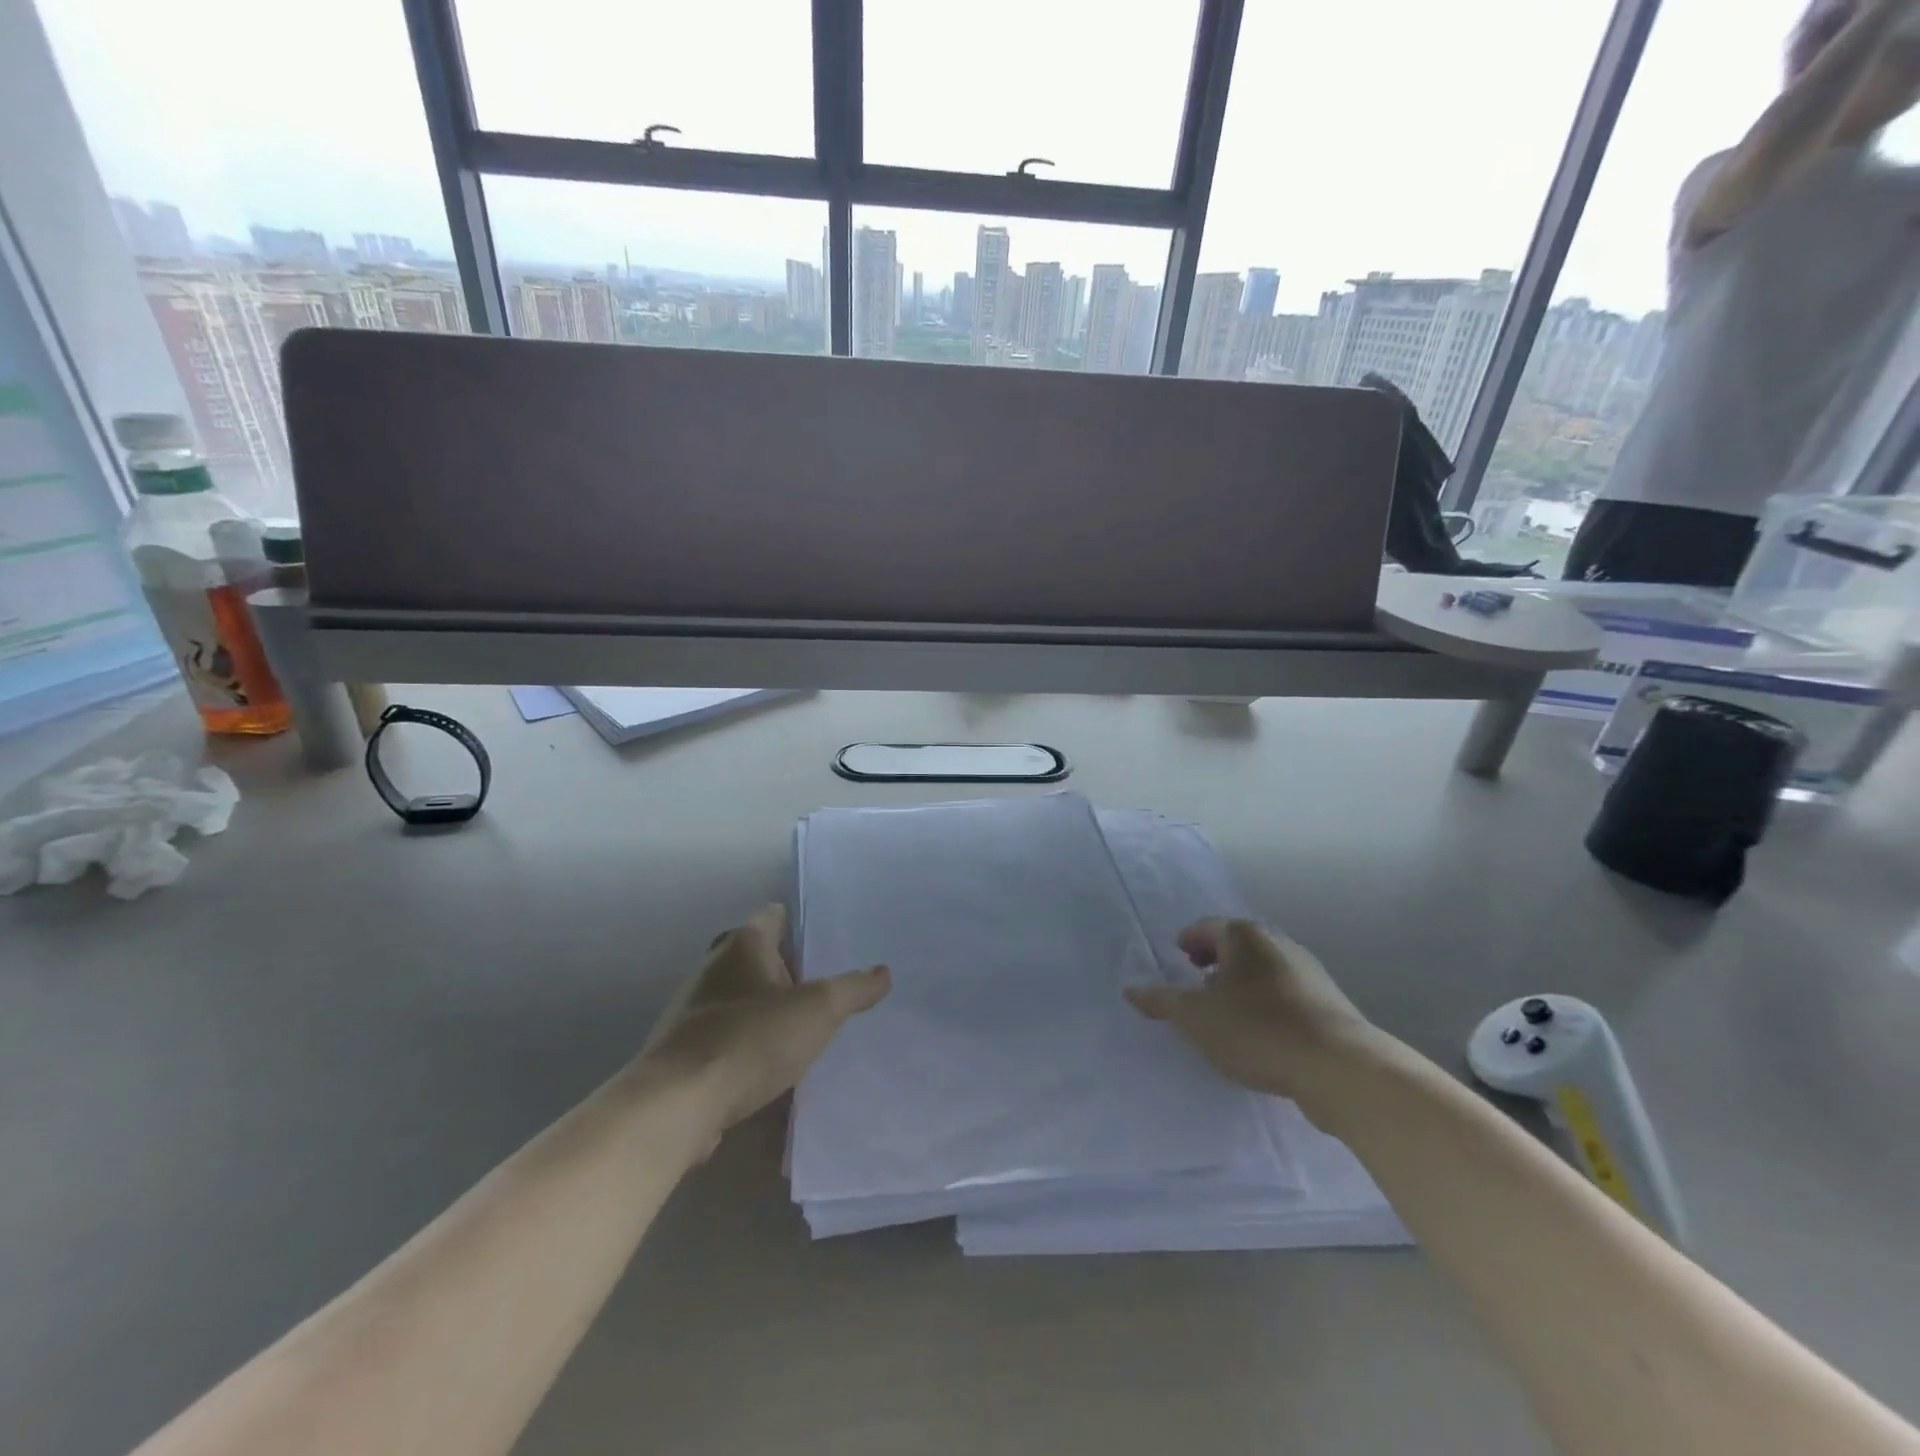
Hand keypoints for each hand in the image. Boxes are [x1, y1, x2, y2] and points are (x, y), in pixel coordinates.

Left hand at [639, 904, 889, 1129]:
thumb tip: (883, 973)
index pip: (774, 916)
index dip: (799, 923)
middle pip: (754, 955)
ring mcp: (692, 1008)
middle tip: (821, 986)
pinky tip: (767, 1064)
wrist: (677, 1104)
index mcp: (743, 944)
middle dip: (785, 968)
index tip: (826, 940)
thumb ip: (853, 989)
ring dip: (764, 1007)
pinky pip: (723, 1033)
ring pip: (737, 995)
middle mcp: (712, 966)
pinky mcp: (682, 1049)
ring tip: (800, 1027)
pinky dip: (744, 1041)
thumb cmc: (752, 1039)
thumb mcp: (818, 1010)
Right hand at [1124, 918, 1371, 1110]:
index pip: (1207, 927)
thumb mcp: (1195, 1016)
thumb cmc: (1256, 1028)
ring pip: (1262, 971)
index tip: (1178, 955)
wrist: (1338, 1068)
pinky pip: (1284, 996)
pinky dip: (1265, 1004)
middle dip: (1215, 960)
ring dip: (1241, 984)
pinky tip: (1259, 1033)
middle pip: (1237, 946)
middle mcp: (1277, 944)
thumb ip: (1161, 1000)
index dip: (1189, 940)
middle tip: (1196, 980)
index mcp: (1244, 936)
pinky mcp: (1329, 1006)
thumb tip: (1131, 989)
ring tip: (1225, 1011)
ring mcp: (1308, 973)